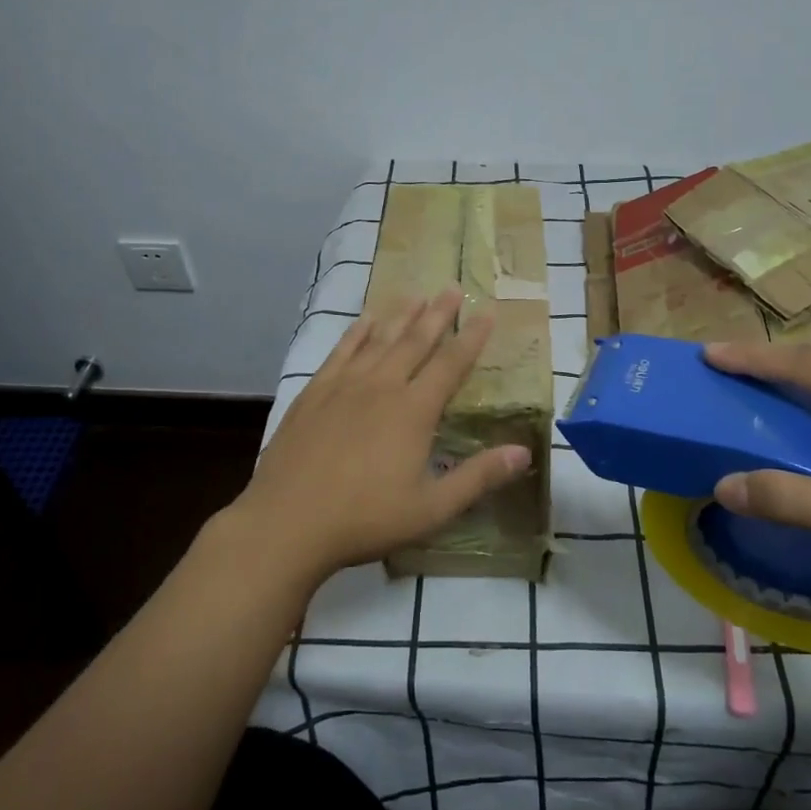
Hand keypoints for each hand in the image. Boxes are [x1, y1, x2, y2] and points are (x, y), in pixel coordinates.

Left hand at [227, 288, 531, 585]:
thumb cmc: (365, 519)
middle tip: (453, 287)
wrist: (287, 522)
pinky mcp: (315, 392)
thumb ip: (478, 477)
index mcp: (414, 410)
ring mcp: (344, 385)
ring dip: (400, 315)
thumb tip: (524, 452)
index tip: (487, 311)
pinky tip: (365, 320)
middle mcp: (382, 386)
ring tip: (416, 294)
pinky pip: (342, 350)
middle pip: (416, 341)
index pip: (451, 363)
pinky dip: (357, 332)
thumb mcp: (432, 508)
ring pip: (380, 339)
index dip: (472, 337)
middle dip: (438, 314)